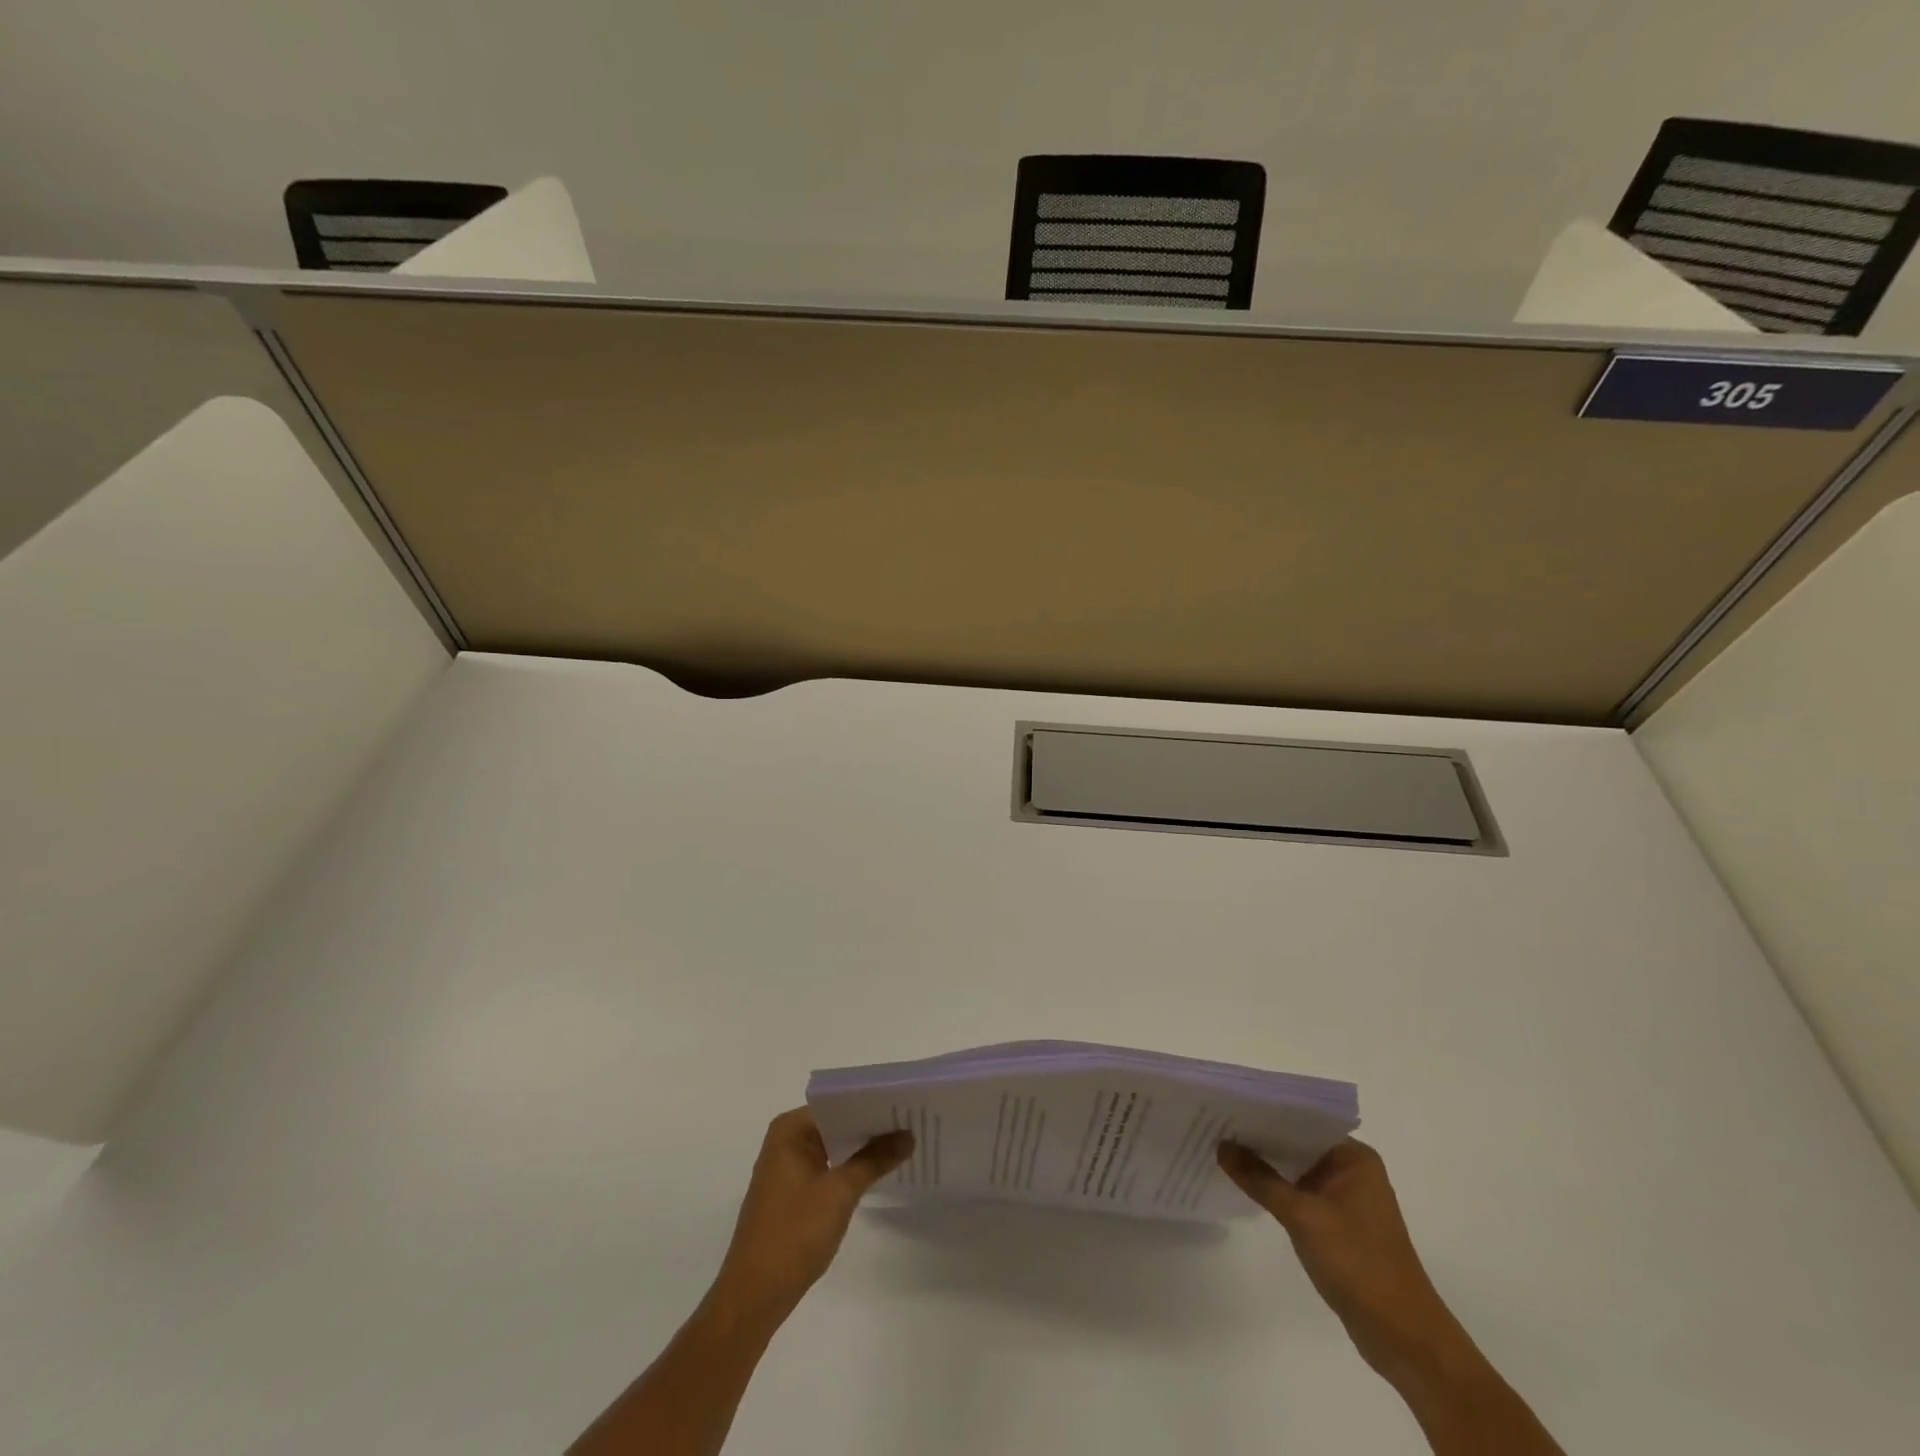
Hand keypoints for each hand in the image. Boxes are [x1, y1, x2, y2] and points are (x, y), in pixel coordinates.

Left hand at [709, 1109, 912, 1327]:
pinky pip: (827, 1167)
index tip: (905, 1104)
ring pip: (833, 1146)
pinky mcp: (792, 1193)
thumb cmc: (794, 1234)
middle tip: (912, 1122)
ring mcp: (787, 1168)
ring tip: (903, 1142)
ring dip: (862, 1148)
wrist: (754, 1297)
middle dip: (871, 1126)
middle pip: (836, 1123)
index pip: (838, 1103)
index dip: (872, 1103)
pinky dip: (850, 1168)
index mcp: (790, 1129)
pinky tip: (878, 1171)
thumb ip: (875, 1159)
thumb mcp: (839, 1192)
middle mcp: (785, 1140)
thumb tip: (909, 1135)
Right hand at [1218, 1138, 1468, 1381]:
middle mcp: (1351, 1171)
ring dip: (1265, 1166)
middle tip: (1215, 1125)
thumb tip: (1221, 1145)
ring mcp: (1345, 1199)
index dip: (1264, 1113)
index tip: (1226, 1106)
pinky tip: (1245, 1186)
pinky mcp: (1338, 1225)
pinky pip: (1299, 1194)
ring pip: (1296, 1170)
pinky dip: (1276, 1190)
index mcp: (1354, 1157)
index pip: (1301, 1121)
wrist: (1403, 1337)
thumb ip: (1260, 1179)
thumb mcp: (1303, 1217)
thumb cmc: (1359, 1264)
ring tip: (1221, 1150)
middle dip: (1260, 1139)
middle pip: (1297, 1144)